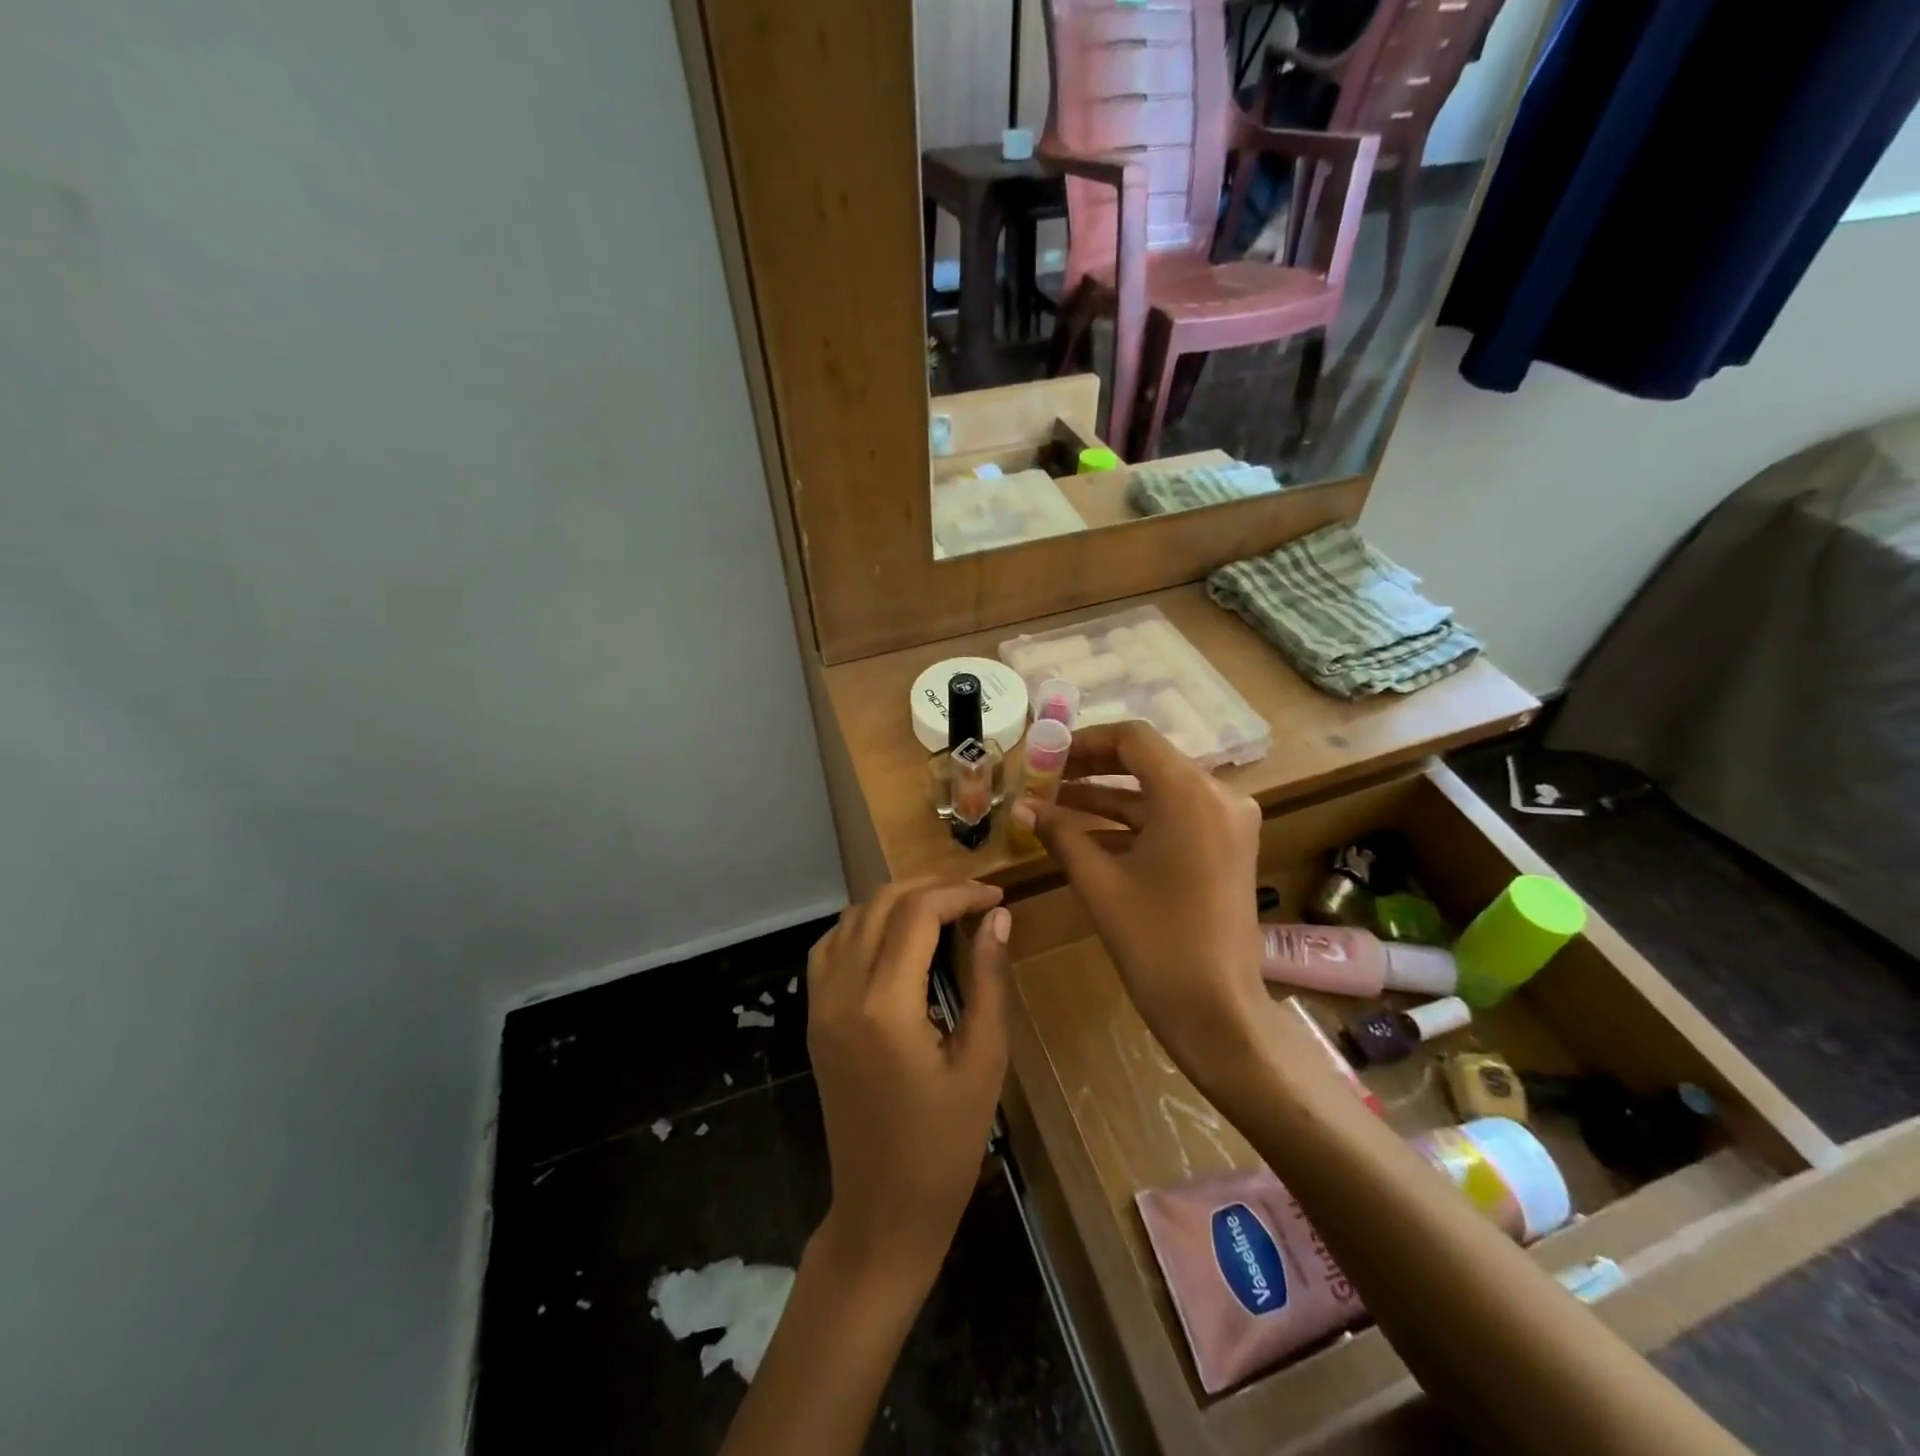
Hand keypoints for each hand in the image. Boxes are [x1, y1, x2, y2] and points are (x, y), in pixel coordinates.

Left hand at [805, 878, 1010, 1286]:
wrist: (882, 1212)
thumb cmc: (945, 1146)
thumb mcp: (983, 1061)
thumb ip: (988, 980)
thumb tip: (998, 917)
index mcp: (884, 1005)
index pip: (917, 914)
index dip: (959, 893)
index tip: (996, 896)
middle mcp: (842, 993)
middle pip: (881, 905)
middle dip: (929, 889)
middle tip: (974, 898)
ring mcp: (820, 1005)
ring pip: (851, 919)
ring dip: (895, 902)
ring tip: (941, 910)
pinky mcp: (814, 1019)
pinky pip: (830, 948)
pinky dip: (862, 926)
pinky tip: (894, 938)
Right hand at [1013, 722, 1267, 1083]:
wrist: (1218, 1011)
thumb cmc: (1155, 942)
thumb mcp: (1098, 882)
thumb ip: (1059, 833)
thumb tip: (1021, 806)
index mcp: (1190, 793)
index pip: (1132, 739)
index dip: (1084, 741)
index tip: (1046, 756)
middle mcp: (1218, 795)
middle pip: (1147, 761)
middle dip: (1091, 769)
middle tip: (1045, 778)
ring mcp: (1227, 823)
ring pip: (1158, 792)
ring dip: (1108, 799)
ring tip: (1053, 806)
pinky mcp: (1226, 848)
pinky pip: (1173, 819)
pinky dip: (1132, 823)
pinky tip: (1086, 836)